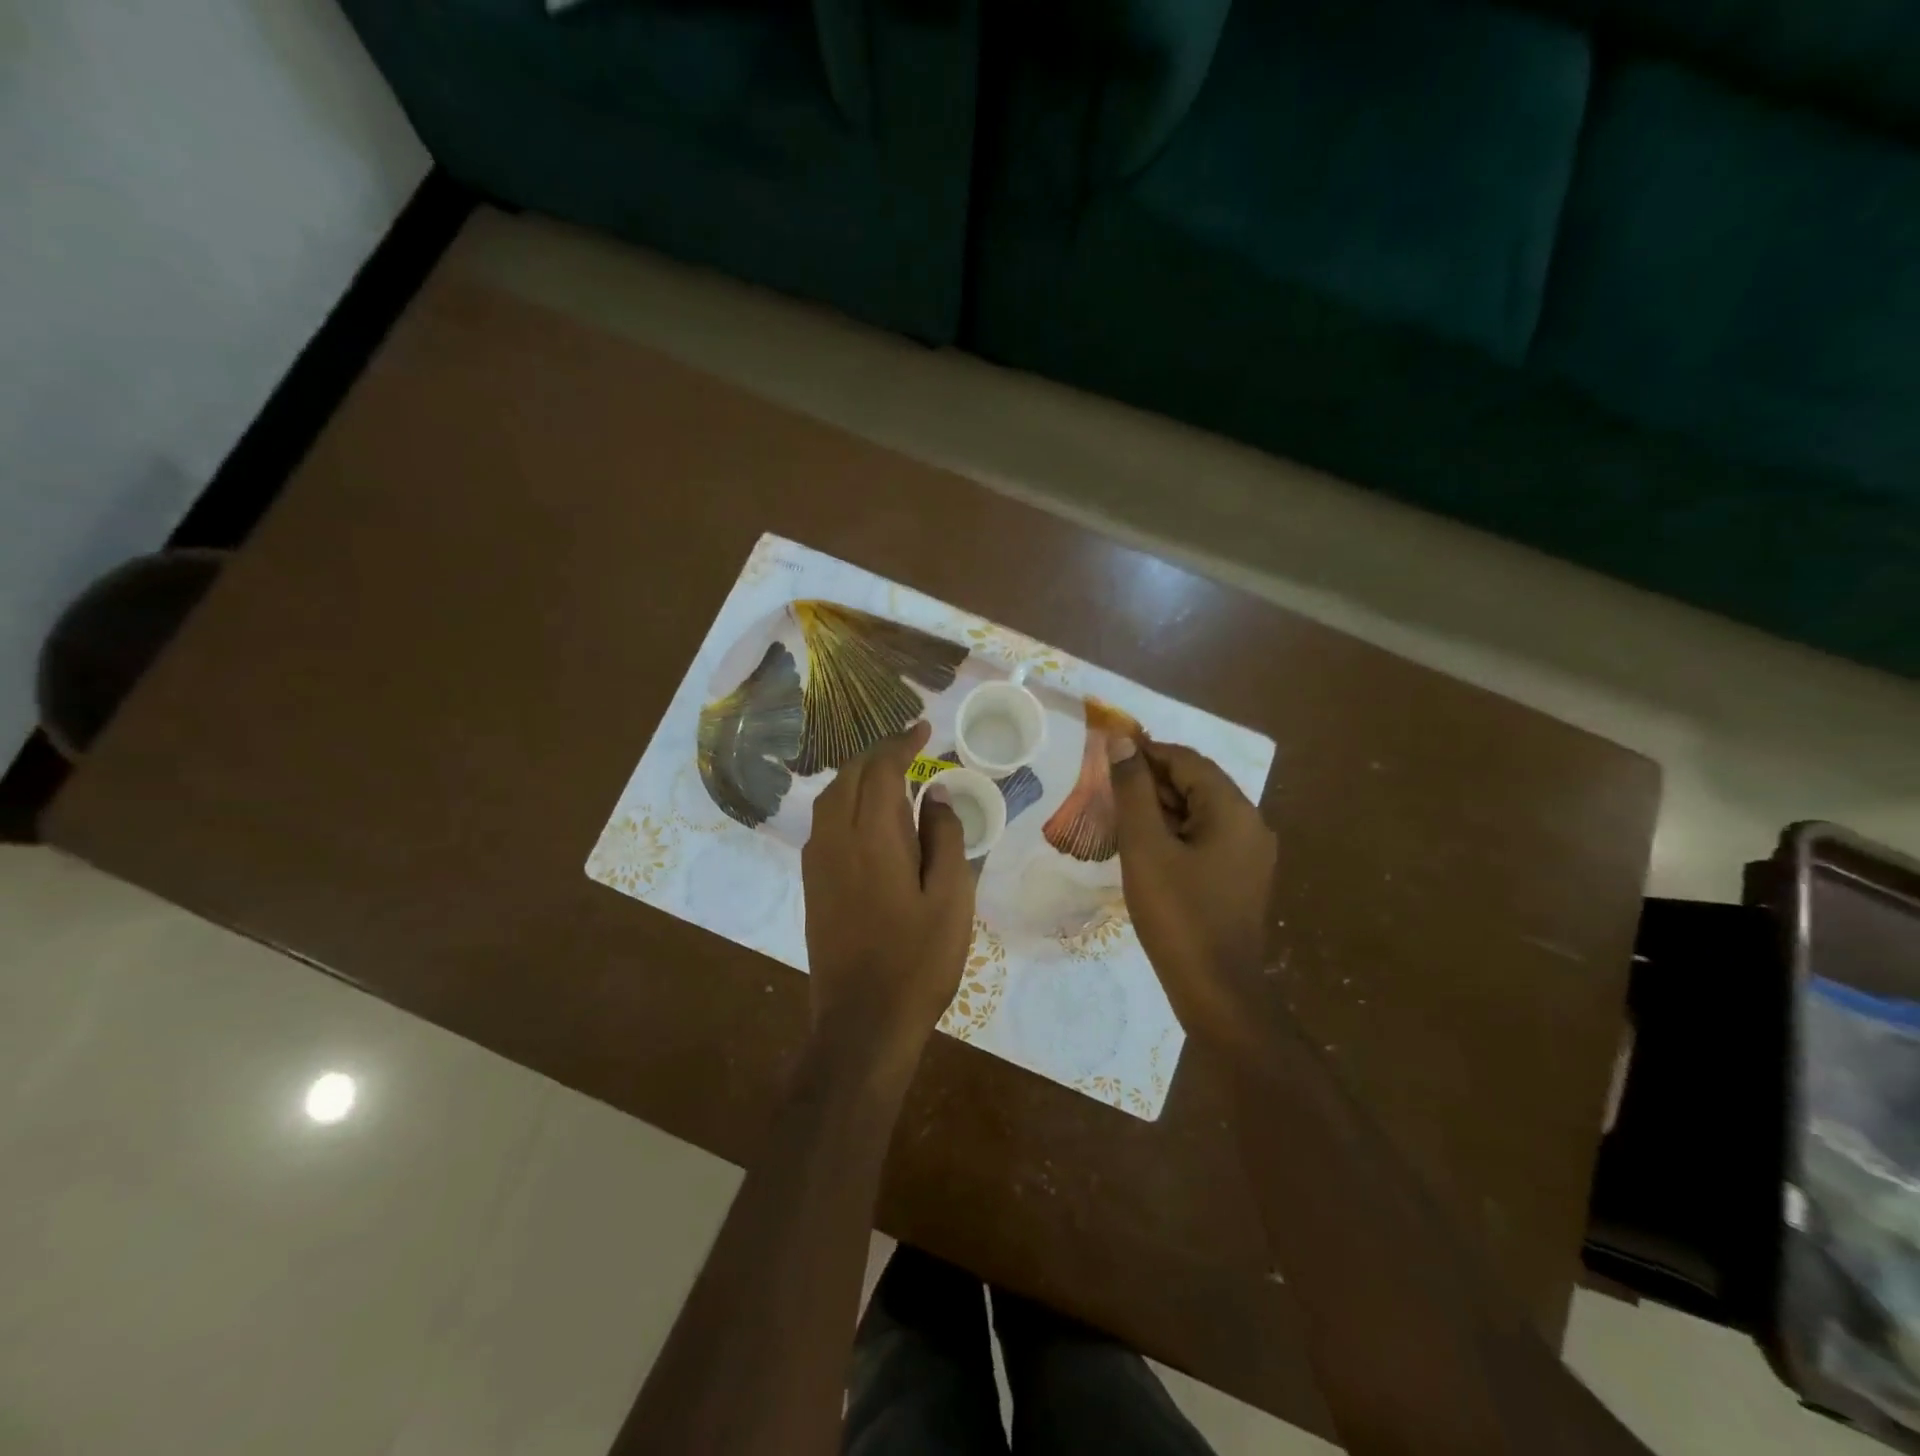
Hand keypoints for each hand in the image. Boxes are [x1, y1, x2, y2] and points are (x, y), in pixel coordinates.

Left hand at [802, 721, 975, 1069]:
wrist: (863, 1021)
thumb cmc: (918, 960)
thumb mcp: (951, 898)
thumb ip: (945, 838)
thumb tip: (935, 794)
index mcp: (872, 838)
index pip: (880, 769)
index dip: (901, 743)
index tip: (923, 728)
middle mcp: (835, 840)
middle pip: (849, 777)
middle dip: (878, 753)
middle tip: (910, 746)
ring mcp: (818, 863)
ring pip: (831, 798)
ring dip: (858, 775)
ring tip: (890, 772)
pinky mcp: (813, 884)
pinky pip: (824, 822)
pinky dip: (845, 801)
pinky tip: (867, 815)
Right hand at [1109, 737, 1276, 1045]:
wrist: (1217, 992)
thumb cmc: (1178, 914)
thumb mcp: (1145, 848)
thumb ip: (1133, 791)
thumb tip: (1121, 742)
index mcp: (1233, 810)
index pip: (1187, 760)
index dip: (1145, 753)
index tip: (1106, 756)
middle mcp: (1250, 824)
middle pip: (1196, 784)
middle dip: (1151, 781)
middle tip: (1106, 790)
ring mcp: (1249, 854)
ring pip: (1199, 812)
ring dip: (1160, 808)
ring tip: (1118, 817)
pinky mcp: (1240, 878)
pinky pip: (1204, 838)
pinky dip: (1173, 833)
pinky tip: (1143, 848)